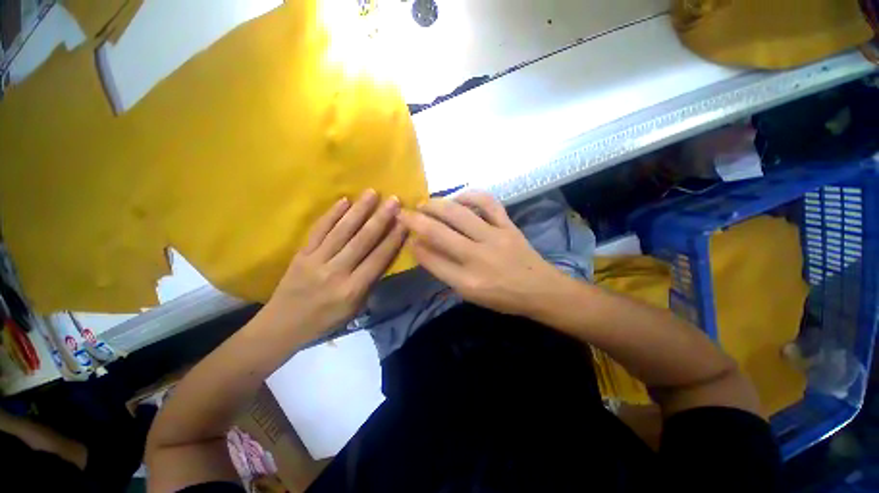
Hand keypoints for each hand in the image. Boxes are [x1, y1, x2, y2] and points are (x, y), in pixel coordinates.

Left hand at [264, 189, 406, 336]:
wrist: (283, 325)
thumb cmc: (326, 320)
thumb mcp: (355, 308)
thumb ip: (370, 282)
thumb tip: (384, 255)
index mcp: (352, 289)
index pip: (379, 258)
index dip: (394, 238)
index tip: (405, 221)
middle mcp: (336, 272)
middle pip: (362, 240)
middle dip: (381, 218)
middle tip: (394, 200)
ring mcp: (316, 260)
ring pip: (342, 230)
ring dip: (359, 210)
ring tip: (372, 193)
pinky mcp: (301, 253)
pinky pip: (319, 230)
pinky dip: (331, 214)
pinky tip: (344, 201)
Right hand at [397, 191, 567, 316]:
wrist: (540, 290)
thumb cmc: (502, 297)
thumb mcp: (469, 294)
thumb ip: (444, 272)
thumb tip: (422, 248)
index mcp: (468, 281)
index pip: (431, 259)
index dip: (414, 245)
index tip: (405, 235)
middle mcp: (478, 257)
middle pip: (439, 233)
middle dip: (416, 220)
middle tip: (404, 212)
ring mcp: (495, 237)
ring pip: (459, 213)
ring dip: (437, 205)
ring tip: (425, 203)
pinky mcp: (508, 225)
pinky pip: (488, 203)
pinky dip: (470, 196)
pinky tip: (458, 197)